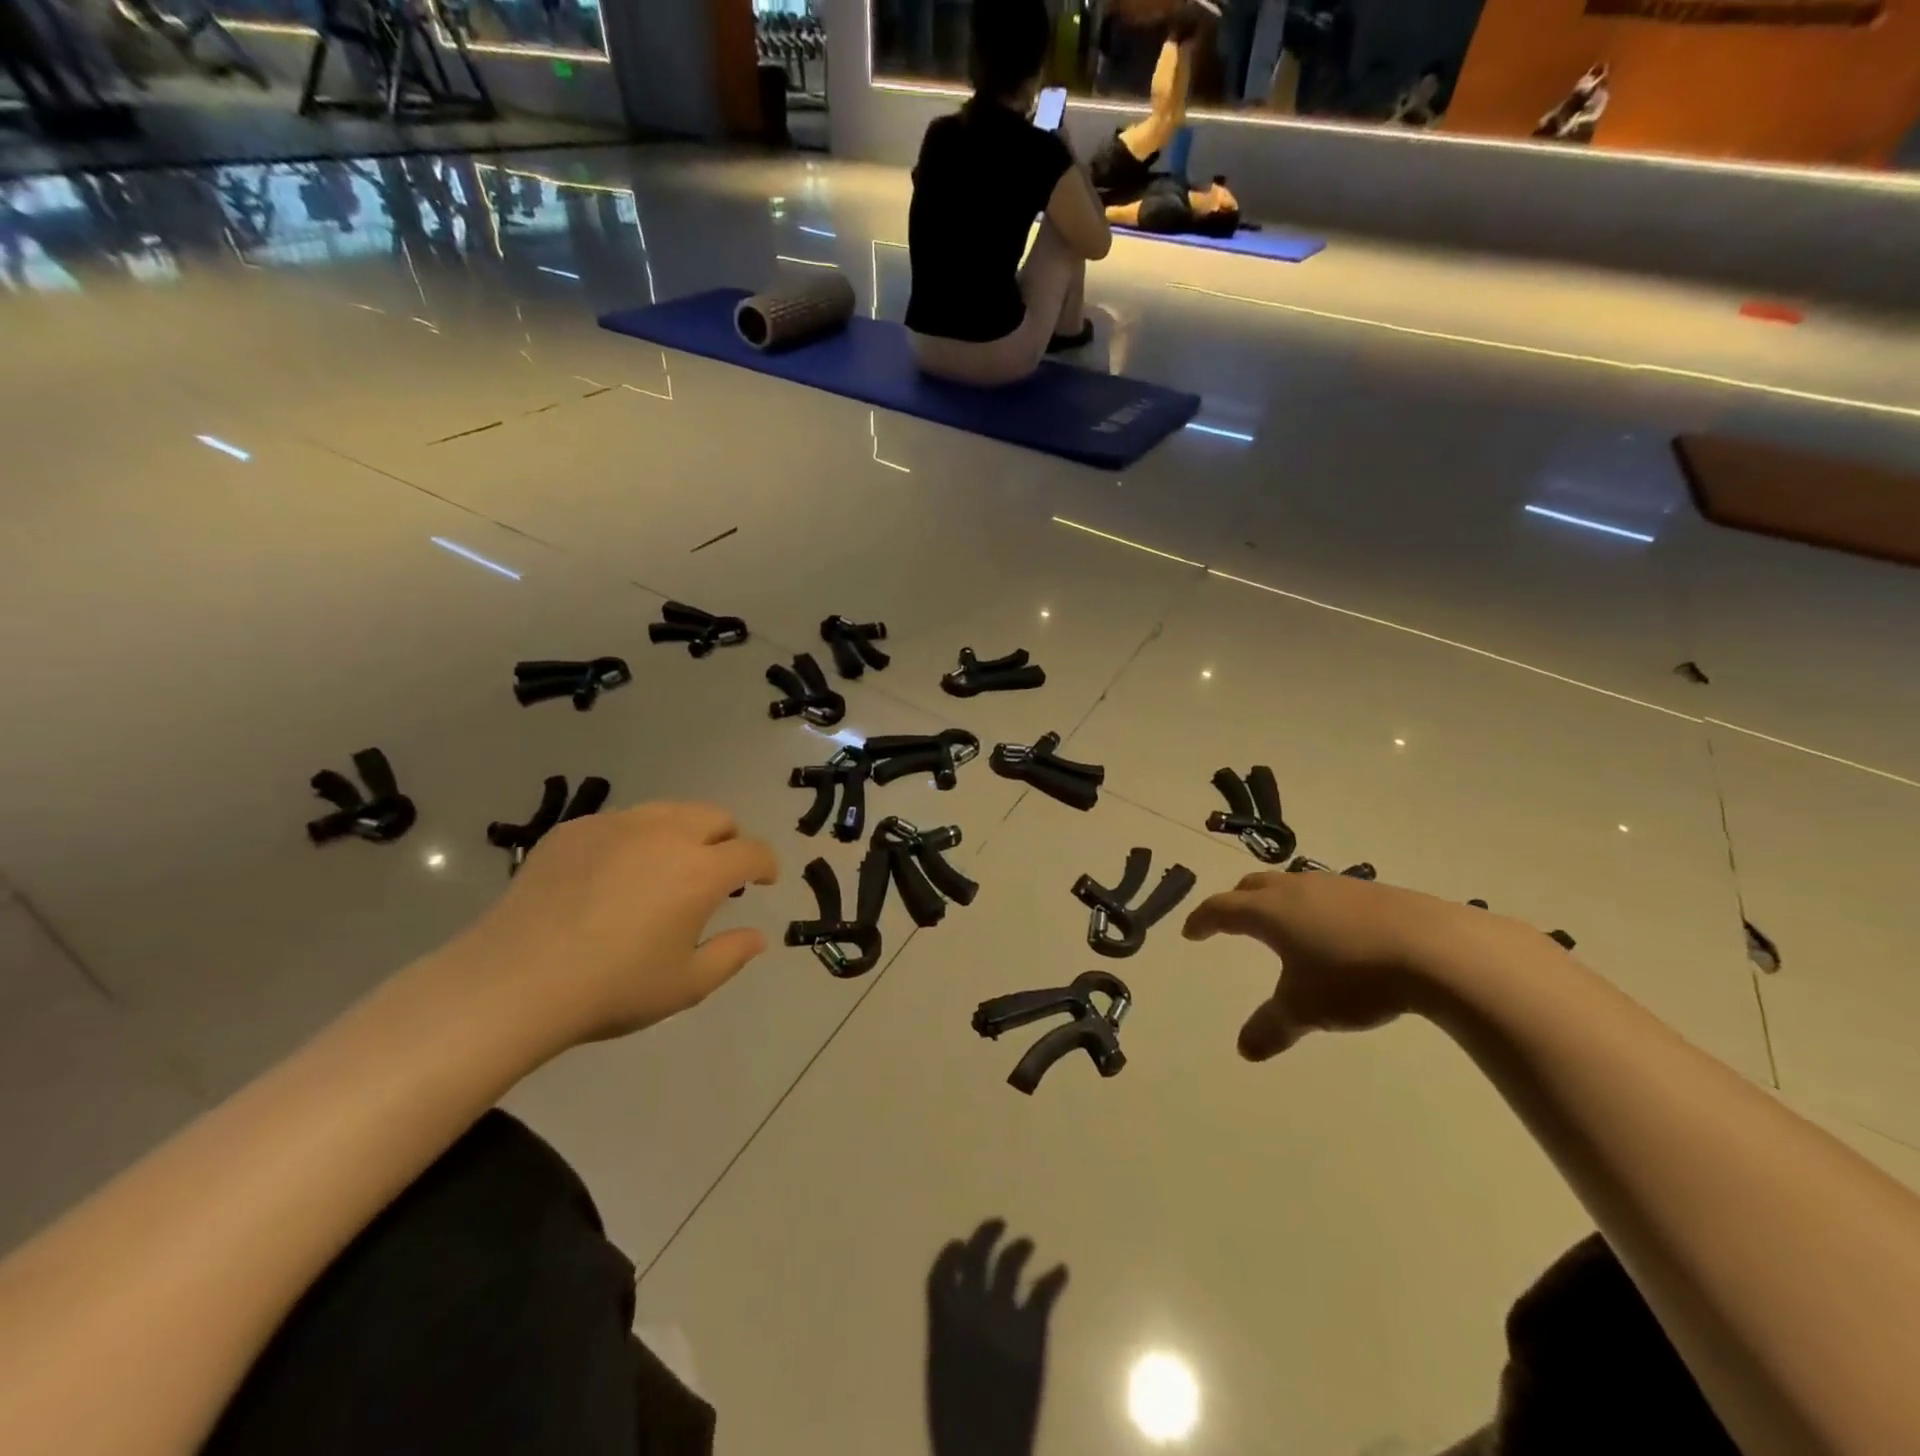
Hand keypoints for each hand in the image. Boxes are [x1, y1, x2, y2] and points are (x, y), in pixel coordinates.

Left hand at [449, 802, 778, 1049]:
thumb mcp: (686, 985)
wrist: (514, 981)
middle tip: (717, 875)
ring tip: (667, 870)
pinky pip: (622, 822)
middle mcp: (666, 834)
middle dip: (728, 841)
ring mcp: (617, 825)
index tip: (763, 881)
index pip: (753, 851)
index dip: (766, 864)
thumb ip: (731, 955)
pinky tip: (613, 877)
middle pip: (715, 817)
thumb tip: (757, 935)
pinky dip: (636, 840)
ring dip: (685, 834)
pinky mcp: (575, 830)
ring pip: (669, 811)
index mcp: (701, 870)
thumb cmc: (612, 988)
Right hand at [925, 1220, 1067, 1455]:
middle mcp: (972, 1307)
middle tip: (1000, 1223)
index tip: (960, 1244)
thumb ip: (950, 1337)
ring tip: (1028, 1242)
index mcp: (943, 1320)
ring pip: (1010, 1265)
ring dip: (1019, 1249)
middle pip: (979, 1256)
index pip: (943, 1271)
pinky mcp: (1031, 1332)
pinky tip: (1061, 1271)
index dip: (952, 1254)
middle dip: (987, 1235)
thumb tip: (958, 1315)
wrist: (983, 1451)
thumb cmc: (956, 1424)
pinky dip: (1053, 1278)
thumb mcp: (942, 1373)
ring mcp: (1002, 1316)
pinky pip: (1042, 1292)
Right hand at [1182, 871, 1494, 1059]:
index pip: (1222, 908)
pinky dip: (1316, 908)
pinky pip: (1328, 894)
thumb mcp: (1306, 1009)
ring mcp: (1337, 886)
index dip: (1203, 920)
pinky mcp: (1374, 892)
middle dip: (1237, 902)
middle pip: (1253, 886)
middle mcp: (1296, 890)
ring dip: (1277, 901)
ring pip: (1292, 886)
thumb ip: (1272, 1027)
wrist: (1437, 950)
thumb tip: (1245, 1049)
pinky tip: (1336, 932)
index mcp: (1269, 912)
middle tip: (1231, 921)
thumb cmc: (1354, 977)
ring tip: (1284, 925)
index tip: (1192, 932)